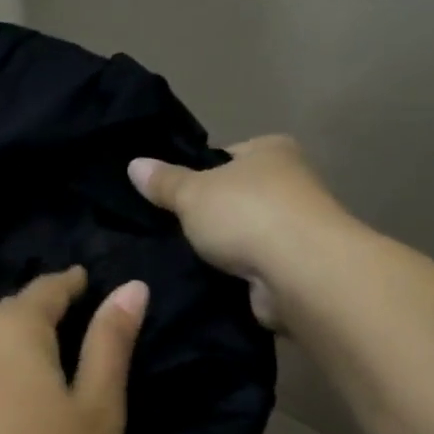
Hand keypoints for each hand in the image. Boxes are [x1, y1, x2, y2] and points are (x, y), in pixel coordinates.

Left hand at [0, 268, 147, 433]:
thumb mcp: (98, 412)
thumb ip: (111, 343)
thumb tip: (131, 287)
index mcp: (10, 331)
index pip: (44, 289)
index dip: (69, 284)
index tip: (82, 282)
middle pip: (2, 321)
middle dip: (31, 323)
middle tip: (59, 341)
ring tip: (18, 390)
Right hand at [129, 135, 347, 329]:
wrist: (299, 271)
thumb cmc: (246, 214)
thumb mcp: (192, 193)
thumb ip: (163, 182)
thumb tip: (134, 165)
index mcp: (272, 150)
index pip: (227, 156)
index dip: (197, 174)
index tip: (171, 196)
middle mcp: (291, 183)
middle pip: (236, 197)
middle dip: (208, 216)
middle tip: (169, 231)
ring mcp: (296, 228)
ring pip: (244, 235)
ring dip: (222, 249)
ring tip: (182, 260)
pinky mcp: (295, 267)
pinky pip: (253, 267)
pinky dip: (235, 275)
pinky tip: (208, 282)